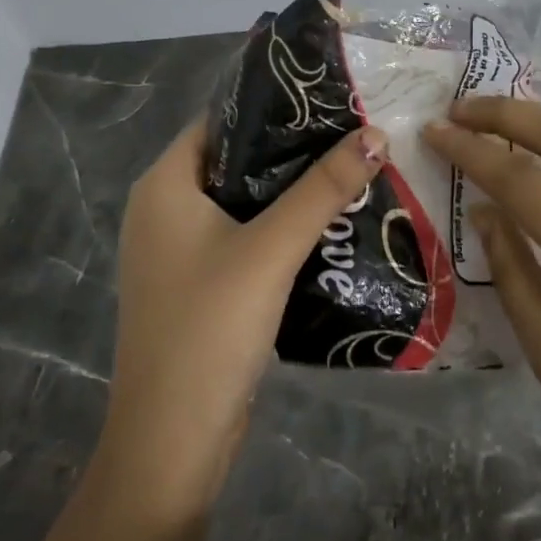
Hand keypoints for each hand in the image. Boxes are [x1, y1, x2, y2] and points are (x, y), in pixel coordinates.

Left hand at [100, 119, 388, 517]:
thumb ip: (323, 189)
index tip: (331, 99)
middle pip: (235, 161)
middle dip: (293, 150)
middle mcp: (164, 210)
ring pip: (243, 203)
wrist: (173, 441)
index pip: (221, 121)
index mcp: (164, 185)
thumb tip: (376, 134)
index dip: (274, 106)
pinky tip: (327, 226)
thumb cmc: (211, 327)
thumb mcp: (272, 249)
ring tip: (351, 171)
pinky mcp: (198, 285)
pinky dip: (280, 229)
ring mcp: (179, 251)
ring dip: (291, 192)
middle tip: (354, 135)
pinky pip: (243, 239)